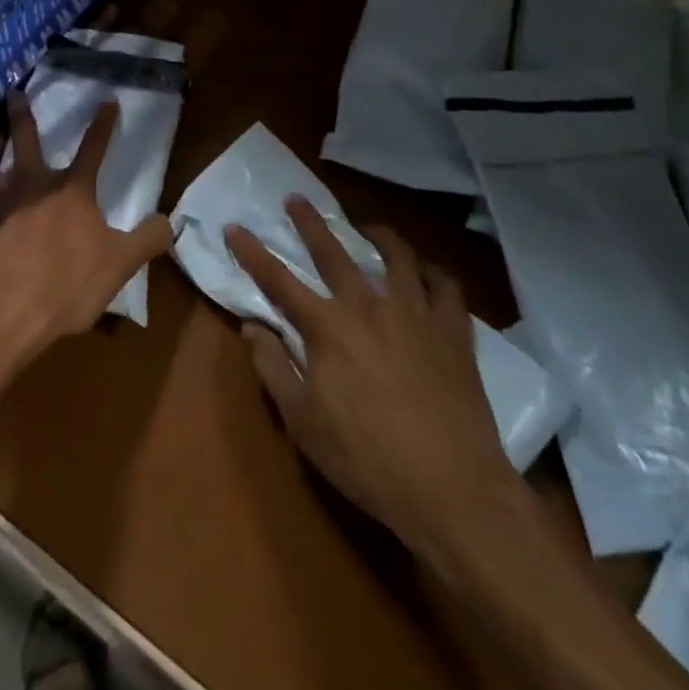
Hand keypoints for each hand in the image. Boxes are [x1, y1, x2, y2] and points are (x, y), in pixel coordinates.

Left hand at [0, 92, 172, 387]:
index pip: (93, 149)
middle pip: (26, 141)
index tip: (108, 101)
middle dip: (23, 115)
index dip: (103, 125)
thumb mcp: (118, 266)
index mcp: (70, 192)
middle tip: (15, 93)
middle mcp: (30, 187)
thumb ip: (146, 241)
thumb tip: (169, 220)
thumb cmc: (63, 286)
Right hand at [225, 197, 513, 539]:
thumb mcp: (303, 423)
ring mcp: (416, 313)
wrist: (452, 490)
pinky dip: (432, 271)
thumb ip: (273, 368)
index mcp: (327, 327)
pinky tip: (424, 271)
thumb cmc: (367, 461)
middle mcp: (369, 306)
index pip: (278, 280)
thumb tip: (251, 326)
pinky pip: (445, 285)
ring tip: (367, 228)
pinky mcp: (454, 331)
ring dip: (377, 234)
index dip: (252, 252)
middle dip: (310, 222)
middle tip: (296, 199)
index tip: (234, 227)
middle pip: (334, 251)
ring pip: (396, 255)